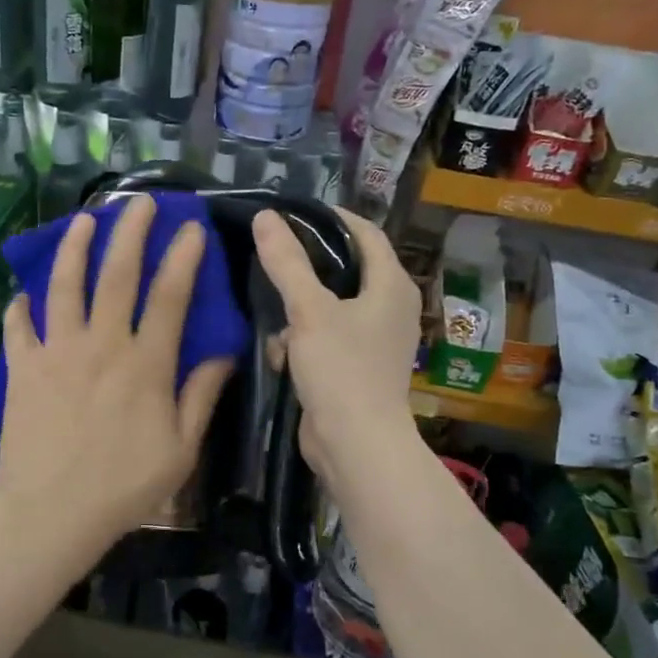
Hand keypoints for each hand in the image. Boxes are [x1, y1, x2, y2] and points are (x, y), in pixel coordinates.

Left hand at [0, 195, 232, 559]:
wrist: (51, 512)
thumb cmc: (124, 487)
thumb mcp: (180, 449)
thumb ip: (200, 397)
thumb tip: (222, 354)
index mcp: (145, 365)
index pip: (169, 297)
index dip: (182, 258)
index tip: (190, 228)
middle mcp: (102, 345)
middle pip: (117, 276)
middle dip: (131, 233)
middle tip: (140, 203)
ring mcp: (57, 352)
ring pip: (65, 287)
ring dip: (75, 249)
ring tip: (83, 220)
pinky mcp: (23, 368)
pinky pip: (19, 326)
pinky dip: (22, 306)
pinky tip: (25, 293)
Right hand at [252, 207, 420, 489]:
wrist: (356, 445)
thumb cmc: (341, 369)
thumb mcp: (309, 310)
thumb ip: (287, 262)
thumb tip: (266, 216)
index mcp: (391, 286)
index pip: (366, 233)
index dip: (333, 217)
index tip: (295, 212)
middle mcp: (390, 308)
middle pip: (346, 270)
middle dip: (308, 267)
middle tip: (272, 254)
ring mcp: (375, 341)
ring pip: (330, 307)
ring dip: (299, 311)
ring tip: (272, 310)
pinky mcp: (357, 368)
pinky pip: (326, 339)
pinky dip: (304, 341)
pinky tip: (281, 354)